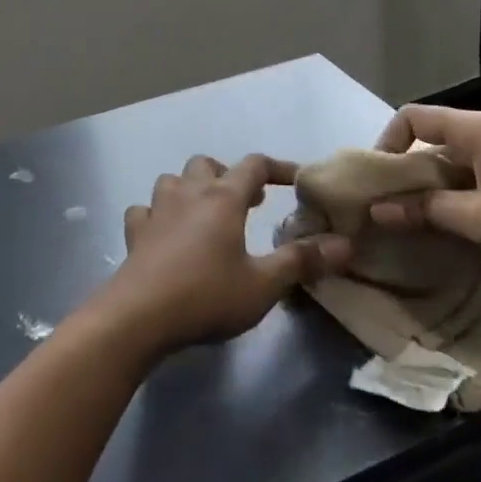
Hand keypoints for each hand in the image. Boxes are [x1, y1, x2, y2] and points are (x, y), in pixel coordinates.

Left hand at [94, 155, 350, 356]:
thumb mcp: (263, 285)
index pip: (255, 165)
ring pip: (173, 180)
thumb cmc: (206, 296)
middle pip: (209, 164)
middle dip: (229, 176)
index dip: (278, 168)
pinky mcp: (135, 233)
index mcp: (223, 198)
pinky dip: (156, 215)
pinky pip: (145, 210)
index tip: (297, 180)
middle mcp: (189, 193)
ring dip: (191, 188)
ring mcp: (157, 210)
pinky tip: (164, 233)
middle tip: (247, 202)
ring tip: (205, 213)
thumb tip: (344, 244)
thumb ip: (302, 261)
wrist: (138, 317)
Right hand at [367, 106, 480, 284]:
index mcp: (474, 130)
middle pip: (431, 144)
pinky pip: (476, 187)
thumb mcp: (479, 218)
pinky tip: (454, 237)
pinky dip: (459, 206)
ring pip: (453, 170)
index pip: (413, 117)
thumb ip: (426, 210)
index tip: (378, 183)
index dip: (388, 143)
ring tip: (415, 230)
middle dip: (407, 176)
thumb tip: (377, 209)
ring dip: (433, 196)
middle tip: (388, 214)